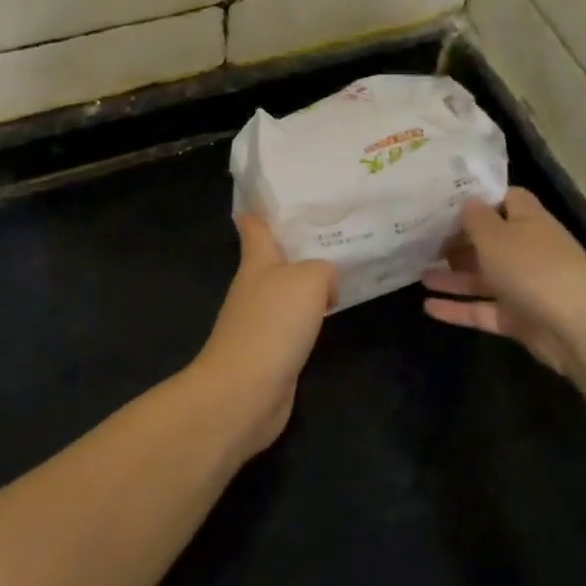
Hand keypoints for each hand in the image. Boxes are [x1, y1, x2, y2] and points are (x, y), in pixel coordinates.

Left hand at [188, 214, 335, 455]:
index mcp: (256, 261)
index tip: (274, 193)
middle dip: (297, 244)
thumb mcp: (308, 280)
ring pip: (287, 290)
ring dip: (307, 281)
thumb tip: (325, 282)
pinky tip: (330, 313)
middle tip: (332, 229)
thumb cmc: (273, 324)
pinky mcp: (270, 350)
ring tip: (340, 268)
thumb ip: (322, 269)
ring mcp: (260, 320)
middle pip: (274, 258)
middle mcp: (255, 286)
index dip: (260, 209)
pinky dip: (310, 314)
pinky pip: (294, 321)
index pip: (254, 226)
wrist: (245, 392)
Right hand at [422, 187, 585, 375]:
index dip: (478, 198)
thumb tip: (466, 201)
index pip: (505, 199)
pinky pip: (483, 309)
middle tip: (421, 239)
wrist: (579, 329)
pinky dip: (457, 309)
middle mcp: (527, 250)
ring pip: (482, 277)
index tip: (444, 201)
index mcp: (528, 221)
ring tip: (418, 273)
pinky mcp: (519, 318)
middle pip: (489, 240)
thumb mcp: (495, 236)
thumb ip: (475, 218)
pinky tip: (427, 308)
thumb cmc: (533, 269)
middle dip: (458, 240)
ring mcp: (524, 286)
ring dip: (452, 276)